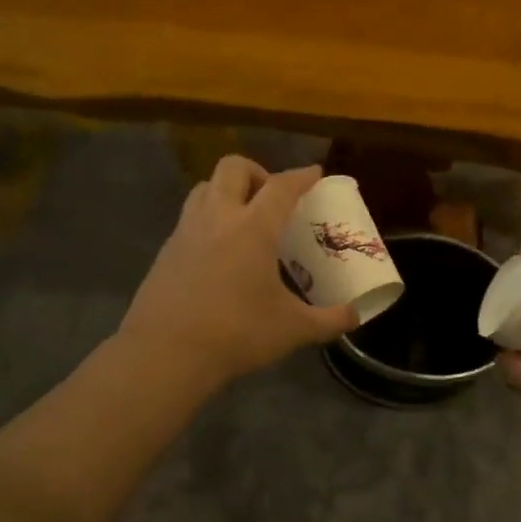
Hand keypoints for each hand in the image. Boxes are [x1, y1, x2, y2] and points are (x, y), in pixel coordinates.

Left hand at [119, 156, 358, 388]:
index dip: (301, 176)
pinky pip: (189, 217)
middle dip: (257, 172)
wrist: (165, 353)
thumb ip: (329, 320)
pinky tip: (217, 251)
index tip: (314, 173)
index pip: (281, 186)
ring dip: (227, 190)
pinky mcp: (166, 250)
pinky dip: (208, 218)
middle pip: (233, 167)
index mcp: (252, 228)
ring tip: (243, 218)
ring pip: (204, 186)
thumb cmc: (235, 334)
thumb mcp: (292, 329)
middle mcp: (217, 217)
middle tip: (271, 199)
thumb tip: (356, 317)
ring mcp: (186, 231)